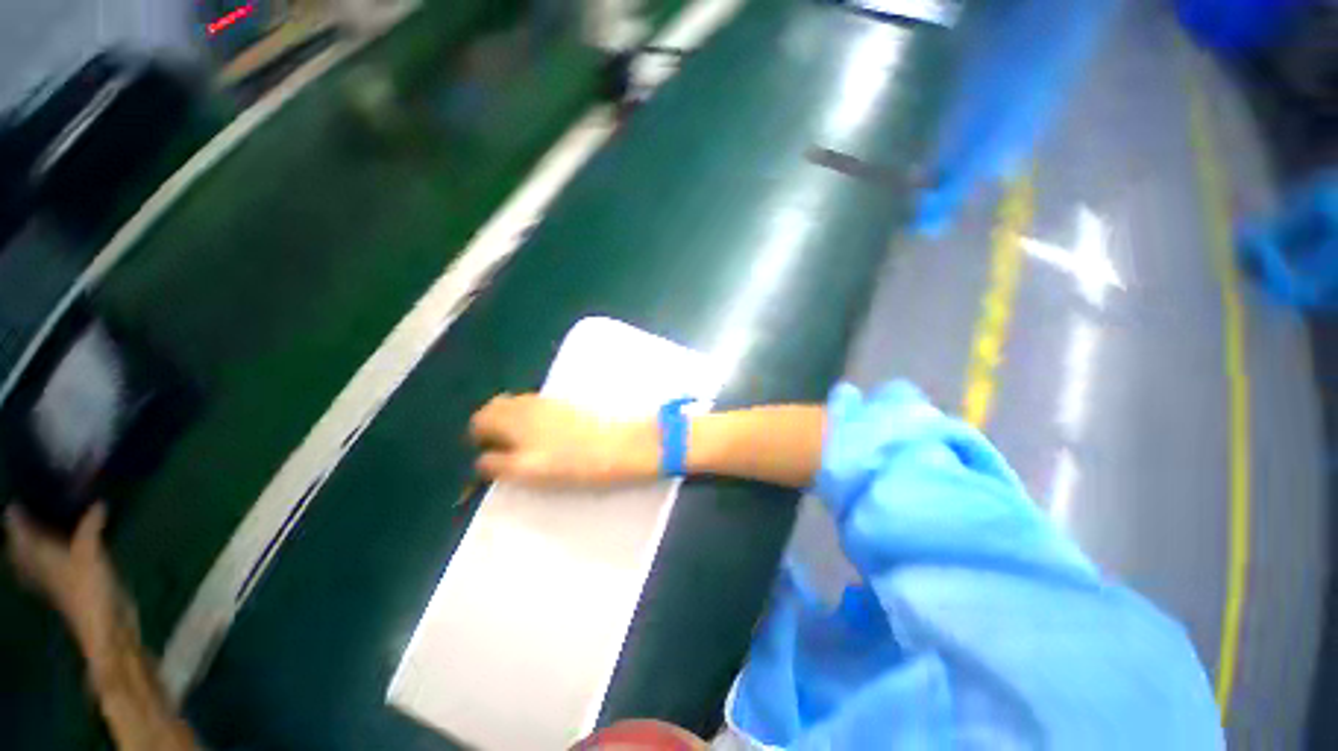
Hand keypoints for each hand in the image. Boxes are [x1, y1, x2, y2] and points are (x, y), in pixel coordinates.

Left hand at [5, 503, 129, 650]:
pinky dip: (50, 557)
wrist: (105, 628)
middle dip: (19, 533)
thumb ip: (92, 528)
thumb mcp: (91, 555)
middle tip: (20, 513)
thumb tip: (99, 503)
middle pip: (22, 549)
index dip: (14, 518)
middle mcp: (40, 567)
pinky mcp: (70, 586)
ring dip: (31, 546)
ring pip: (34, 559)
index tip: (13, 502)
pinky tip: (59, 555)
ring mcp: (55, 580)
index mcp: (38, 557)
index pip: (19, 533)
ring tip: (34, 530)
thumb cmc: (90, 589)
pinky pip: (52, 567)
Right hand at [469, 394, 659, 485]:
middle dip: (489, 424)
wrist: (620, 445)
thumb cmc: (575, 464)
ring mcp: (548, 401)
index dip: (480, 442)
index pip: (481, 424)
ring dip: (508, 417)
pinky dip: (527, 413)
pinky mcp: (565, 402)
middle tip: (499, 446)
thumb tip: (484, 459)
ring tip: (518, 440)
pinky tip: (541, 430)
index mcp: (514, 422)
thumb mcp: (532, 471)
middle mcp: (527, 406)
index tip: (487, 457)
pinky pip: (534, 402)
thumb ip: (502, 464)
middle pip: (495, 407)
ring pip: (515, 402)